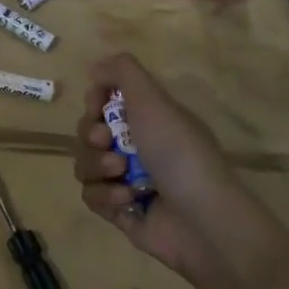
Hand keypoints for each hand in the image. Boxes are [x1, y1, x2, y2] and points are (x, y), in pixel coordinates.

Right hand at [74, 53, 247, 288]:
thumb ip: (122, 71)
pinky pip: (91, 196)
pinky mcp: (121, 213)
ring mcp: (128, 181)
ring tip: (120, 174)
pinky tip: (128, 199)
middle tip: (107, 142)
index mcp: (148, 120)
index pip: (104, 102)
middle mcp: (137, 147)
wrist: (204, 220)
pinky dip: (105, 195)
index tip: (98, 106)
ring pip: (85, 164)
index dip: (94, 102)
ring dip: (97, 166)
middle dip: (91, 135)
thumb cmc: (178, 152)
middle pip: (88, 133)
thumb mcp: (153, 99)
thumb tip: (94, 67)